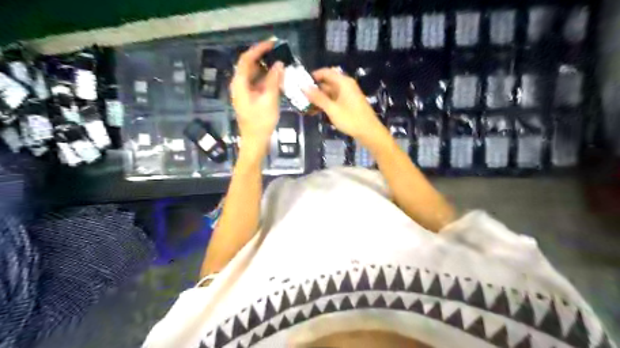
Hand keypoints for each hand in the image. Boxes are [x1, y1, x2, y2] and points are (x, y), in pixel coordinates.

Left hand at [230, 40, 281, 158]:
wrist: (255, 142)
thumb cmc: (261, 122)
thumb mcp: (269, 100)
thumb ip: (274, 80)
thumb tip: (279, 64)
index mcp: (240, 84)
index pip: (247, 59)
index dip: (259, 49)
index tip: (273, 44)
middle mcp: (239, 86)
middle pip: (249, 66)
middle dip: (264, 58)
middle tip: (279, 54)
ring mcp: (244, 93)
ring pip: (254, 76)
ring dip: (267, 70)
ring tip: (281, 66)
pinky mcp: (249, 100)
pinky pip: (257, 85)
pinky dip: (267, 81)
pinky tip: (278, 81)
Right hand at [304, 66, 385, 142]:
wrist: (369, 132)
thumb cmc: (351, 119)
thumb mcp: (332, 109)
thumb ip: (318, 98)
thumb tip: (303, 87)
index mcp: (343, 82)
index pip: (326, 72)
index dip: (313, 76)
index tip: (301, 83)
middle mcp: (346, 85)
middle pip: (327, 83)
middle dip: (314, 89)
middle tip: (301, 97)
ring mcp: (348, 95)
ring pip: (330, 93)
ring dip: (319, 98)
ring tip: (306, 106)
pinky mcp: (349, 103)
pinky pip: (334, 99)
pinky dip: (326, 104)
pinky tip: (317, 111)